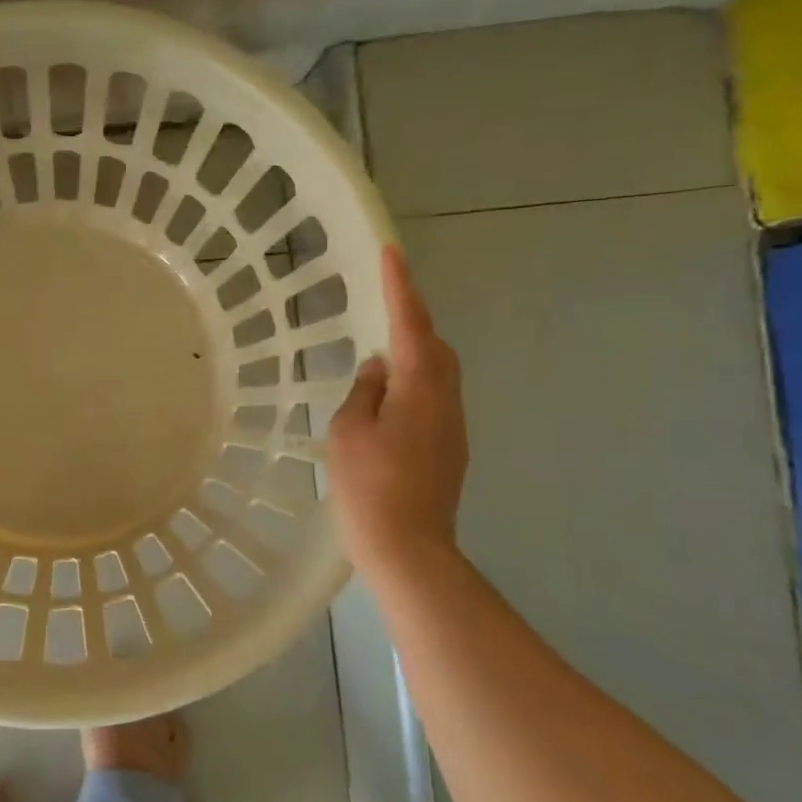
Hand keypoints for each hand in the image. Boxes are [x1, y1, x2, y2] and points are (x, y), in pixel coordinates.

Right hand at [327, 245, 467, 581]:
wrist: (408, 549)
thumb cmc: (370, 485)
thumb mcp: (349, 431)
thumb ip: (365, 390)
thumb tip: (380, 370)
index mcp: (420, 387)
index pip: (410, 324)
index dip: (400, 287)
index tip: (391, 252)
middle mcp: (446, 400)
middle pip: (435, 348)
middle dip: (411, 323)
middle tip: (381, 311)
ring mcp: (452, 428)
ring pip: (436, 376)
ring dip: (412, 358)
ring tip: (377, 362)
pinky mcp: (449, 451)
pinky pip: (431, 401)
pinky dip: (411, 388)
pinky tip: (385, 405)